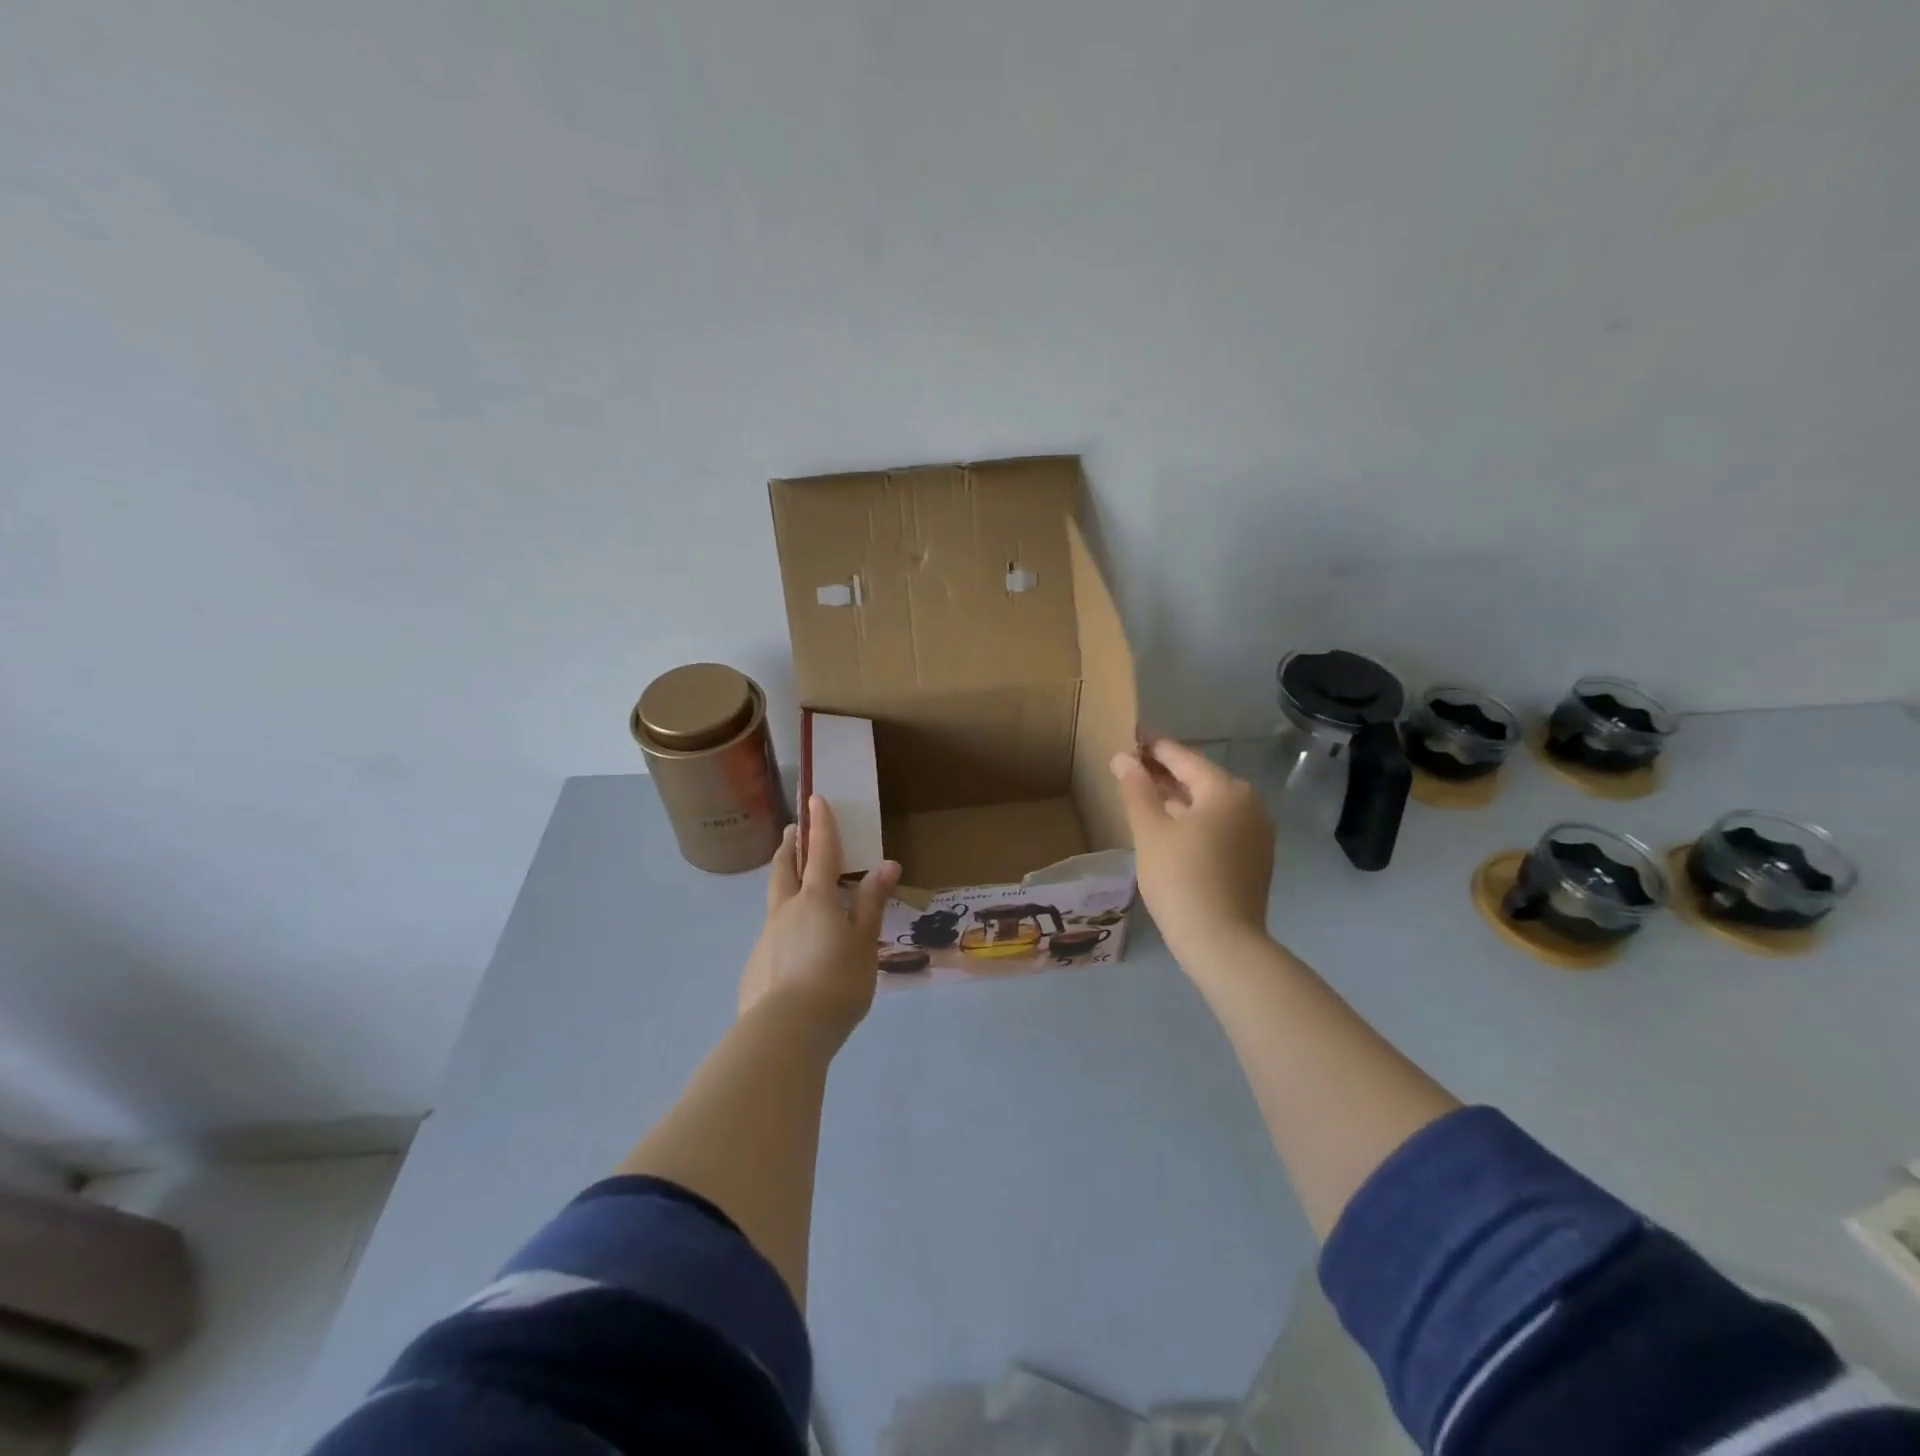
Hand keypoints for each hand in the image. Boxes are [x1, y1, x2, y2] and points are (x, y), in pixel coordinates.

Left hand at [739, 797, 899, 1040]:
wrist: (785, 1033)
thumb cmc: (837, 983)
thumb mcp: (864, 943)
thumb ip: (872, 904)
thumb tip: (887, 865)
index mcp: (816, 900)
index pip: (821, 852)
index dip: (821, 824)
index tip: (816, 798)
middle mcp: (785, 910)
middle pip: (784, 868)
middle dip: (790, 847)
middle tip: (793, 831)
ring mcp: (765, 937)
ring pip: (774, 901)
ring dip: (783, 884)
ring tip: (794, 886)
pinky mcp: (754, 965)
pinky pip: (771, 936)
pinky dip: (783, 928)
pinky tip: (792, 951)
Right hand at [1111, 740, 1275, 969]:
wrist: (1222, 943)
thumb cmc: (1181, 879)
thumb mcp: (1150, 831)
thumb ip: (1136, 789)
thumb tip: (1124, 758)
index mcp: (1225, 790)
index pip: (1182, 757)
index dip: (1152, 746)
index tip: (1130, 736)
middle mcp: (1248, 804)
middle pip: (1199, 778)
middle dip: (1164, 773)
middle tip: (1130, 768)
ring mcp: (1256, 832)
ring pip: (1209, 804)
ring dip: (1177, 798)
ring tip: (1143, 796)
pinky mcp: (1254, 858)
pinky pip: (1219, 826)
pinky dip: (1193, 820)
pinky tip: (1169, 828)